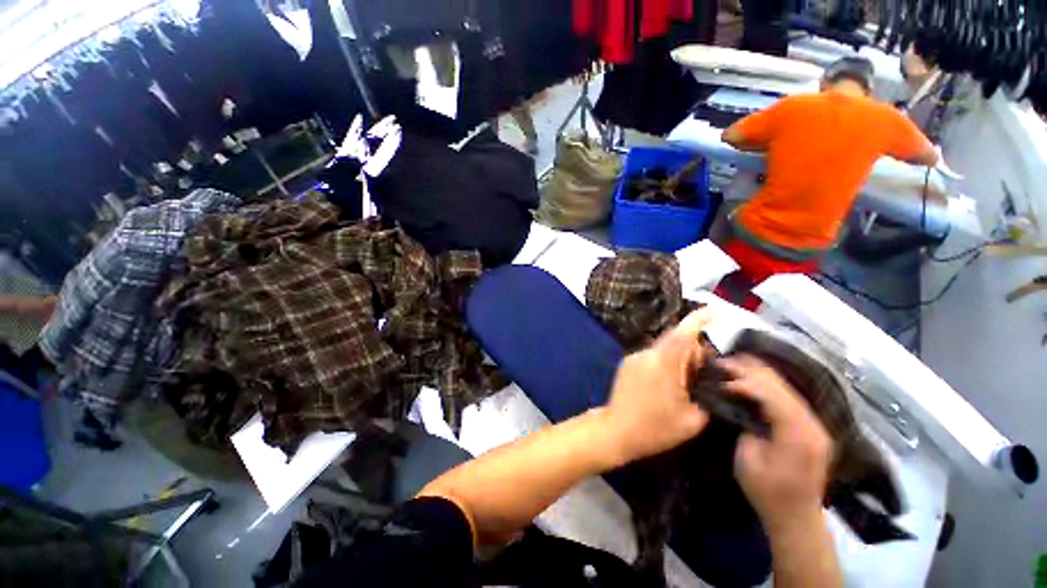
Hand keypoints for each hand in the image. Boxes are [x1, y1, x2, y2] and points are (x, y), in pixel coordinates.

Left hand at [601, 310, 710, 465]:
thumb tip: (708, 380)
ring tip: (681, 385)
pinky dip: (663, 362)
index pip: (683, 334)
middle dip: (692, 350)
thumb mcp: (692, 419)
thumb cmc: (655, 428)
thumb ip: (705, 394)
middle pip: (674, 340)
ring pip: (663, 348)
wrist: (616, 430)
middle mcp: (647, 354)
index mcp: (664, 364)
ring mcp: (634, 356)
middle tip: (699, 375)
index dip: (698, 320)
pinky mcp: (626, 363)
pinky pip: (651, 355)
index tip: (714, 311)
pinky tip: (663, 385)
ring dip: (676, 358)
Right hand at [721, 355, 832, 531]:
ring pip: (786, 387)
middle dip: (749, 370)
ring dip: (757, 374)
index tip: (719, 378)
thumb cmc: (768, 492)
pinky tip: (749, 379)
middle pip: (781, 386)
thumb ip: (745, 427)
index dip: (744, 381)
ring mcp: (814, 424)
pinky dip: (766, 385)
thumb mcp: (748, 460)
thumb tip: (738, 404)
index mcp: (798, 435)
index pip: (772, 395)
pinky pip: (787, 397)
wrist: (796, 517)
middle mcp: (812, 424)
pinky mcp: (809, 426)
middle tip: (721, 363)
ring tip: (731, 364)